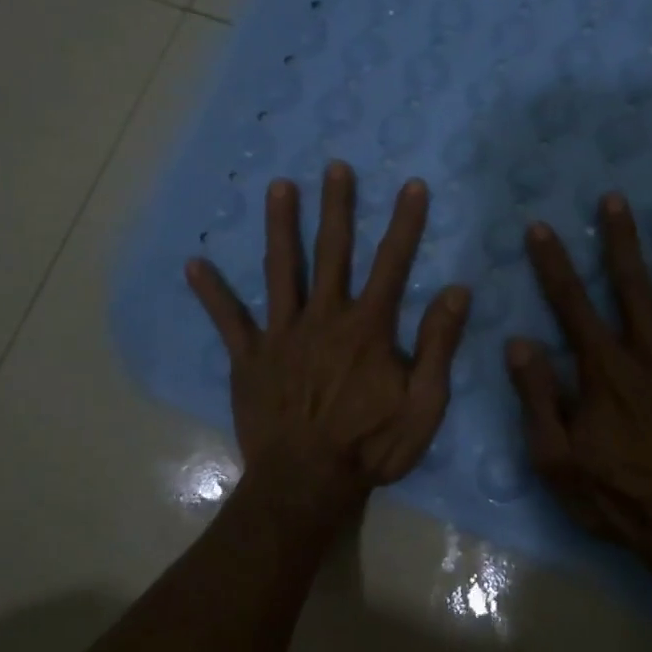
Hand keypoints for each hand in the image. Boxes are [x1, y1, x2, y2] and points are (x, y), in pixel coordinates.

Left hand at [187, 162, 469, 521]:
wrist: (307, 484)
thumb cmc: (370, 446)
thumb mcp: (424, 403)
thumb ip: (438, 344)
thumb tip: (457, 290)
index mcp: (368, 327)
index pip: (392, 264)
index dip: (405, 223)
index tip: (413, 186)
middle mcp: (324, 317)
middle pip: (332, 252)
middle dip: (337, 207)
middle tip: (335, 166)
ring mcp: (282, 335)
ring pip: (281, 270)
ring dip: (280, 226)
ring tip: (278, 187)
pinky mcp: (249, 358)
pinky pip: (229, 320)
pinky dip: (212, 293)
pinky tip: (193, 265)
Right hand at [506, 194, 651, 587]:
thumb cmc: (621, 500)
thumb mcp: (558, 461)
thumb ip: (538, 398)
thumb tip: (519, 342)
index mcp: (606, 371)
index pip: (572, 305)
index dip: (553, 264)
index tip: (541, 227)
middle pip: (632, 286)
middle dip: (620, 240)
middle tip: (615, 197)